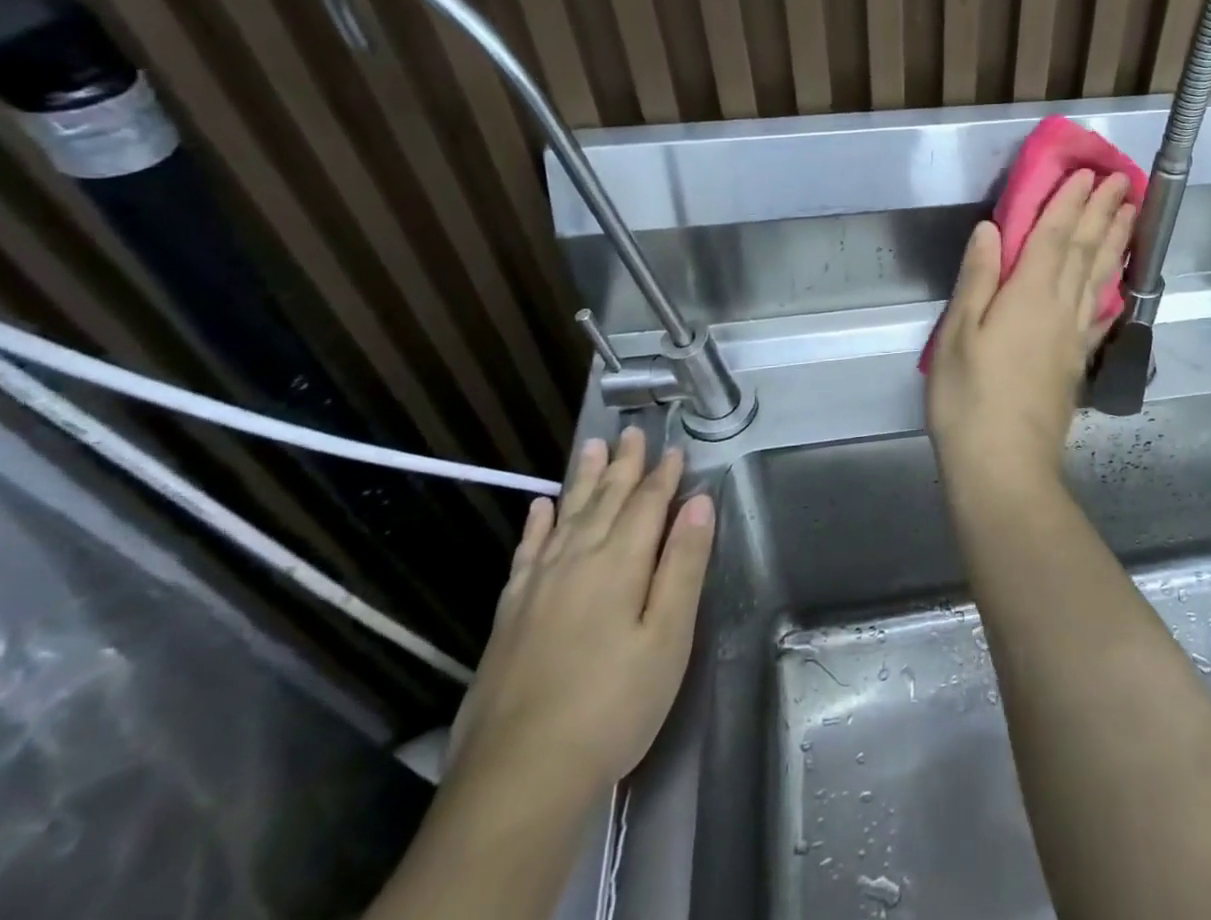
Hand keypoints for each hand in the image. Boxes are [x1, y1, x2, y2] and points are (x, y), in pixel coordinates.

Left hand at [447, 430, 714, 801]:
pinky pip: (526, 552)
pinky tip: (540, 507)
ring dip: (582, 481)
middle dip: (623, 466)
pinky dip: (536, 525)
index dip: (664, 476)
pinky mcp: (509, 616)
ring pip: (565, 516)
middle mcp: (576, 561)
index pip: (647, 505)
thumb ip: (683, 566)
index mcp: (619, 564)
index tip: (676, 450)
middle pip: (605, 501)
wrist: (519, 779)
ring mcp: (537, 587)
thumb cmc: (613, 706)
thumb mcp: (668, 638)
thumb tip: (700, 503)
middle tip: (631, 432)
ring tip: (591, 447)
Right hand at [926, 170, 1134, 493]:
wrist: (1005, 466)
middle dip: (1102, 212)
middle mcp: (1059, 308)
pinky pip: (1099, 310)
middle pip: (1084, 250)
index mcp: (1028, 295)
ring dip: (1114, 241)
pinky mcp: (1076, 361)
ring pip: (1099, 276)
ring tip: (1131, 214)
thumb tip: (990, 228)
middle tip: (1123, 180)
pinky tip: (1116, 280)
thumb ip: (977, 278)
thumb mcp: (957, 334)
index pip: (1054, 236)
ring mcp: (1073, 335)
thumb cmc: (968, 399)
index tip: (1087, 173)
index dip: (1070, 202)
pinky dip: (1110, 286)